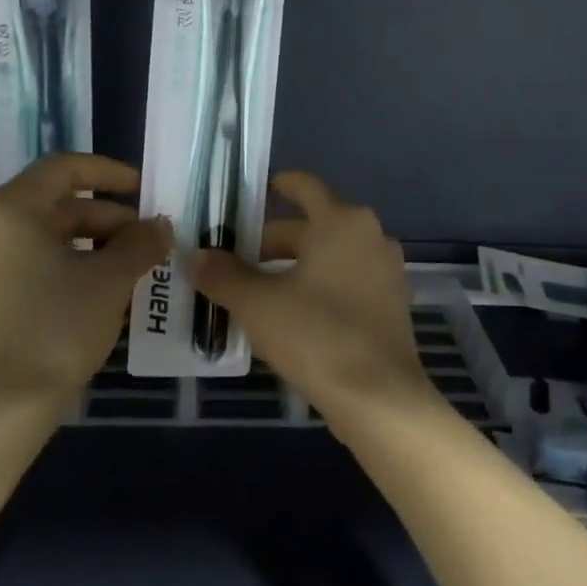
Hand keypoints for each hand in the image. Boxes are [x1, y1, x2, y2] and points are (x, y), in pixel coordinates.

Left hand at [0, 153, 171, 403]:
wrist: (3, 404)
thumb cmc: (58, 326)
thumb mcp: (110, 280)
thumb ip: (141, 243)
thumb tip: (160, 226)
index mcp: (11, 209)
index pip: (65, 168)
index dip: (110, 173)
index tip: (145, 191)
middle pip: (57, 204)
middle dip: (109, 218)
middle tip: (148, 239)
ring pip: (48, 237)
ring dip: (95, 245)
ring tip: (134, 267)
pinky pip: (35, 263)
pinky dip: (72, 265)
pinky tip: (105, 291)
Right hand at [192, 171, 437, 428]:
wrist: (379, 399)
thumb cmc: (317, 336)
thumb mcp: (258, 304)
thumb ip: (223, 274)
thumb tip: (196, 256)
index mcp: (342, 222)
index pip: (304, 186)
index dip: (274, 186)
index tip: (246, 198)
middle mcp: (370, 237)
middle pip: (312, 227)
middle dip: (270, 242)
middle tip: (231, 261)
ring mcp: (385, 272)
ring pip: (327, 258)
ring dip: (291, 268)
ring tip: (252, 291)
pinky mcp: (389, 306)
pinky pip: (344, 283)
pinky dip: (316, 289)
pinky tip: (288, 316)